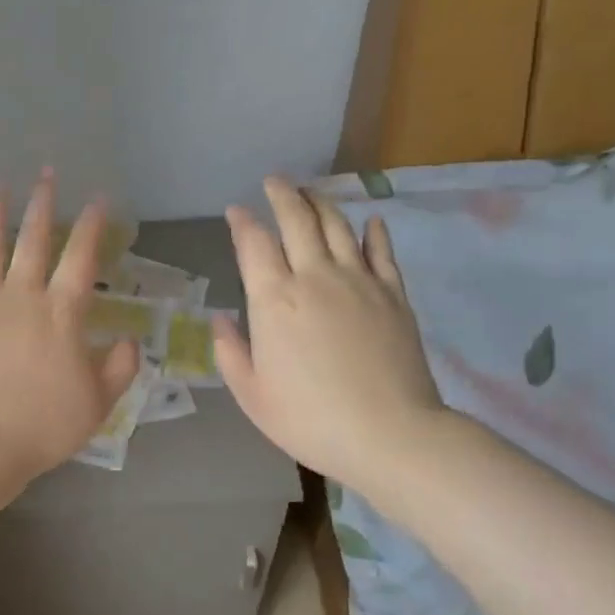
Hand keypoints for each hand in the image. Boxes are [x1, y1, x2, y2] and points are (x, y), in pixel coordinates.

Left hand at [0, 170, 140, 482]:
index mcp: (61, 312)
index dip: (92, 225)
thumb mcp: (98, 402)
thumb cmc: (44, 424)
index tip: (98, 198)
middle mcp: (22, 296)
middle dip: (42, 204)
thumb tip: (130, 342)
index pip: (82, 258)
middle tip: (45, 174)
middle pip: (34, 241)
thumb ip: (118, 368)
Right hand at [215, 176, 445, 492]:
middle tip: (274, 182)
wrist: (389, 433)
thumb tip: (221, 319)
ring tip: (310, 192)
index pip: (254, 244)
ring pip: (338, 225)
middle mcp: (315, 277)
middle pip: (297, 220)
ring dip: (321, 203)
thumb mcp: (252, 394)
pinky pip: (381, 251)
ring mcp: (359, 281)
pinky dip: (373, 231)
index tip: (236, 210)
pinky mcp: (393, 294)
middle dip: (282, 195)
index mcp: (274, 300)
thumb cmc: (309, 419)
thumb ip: (231, 352)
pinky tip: (370, 221)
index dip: (243, 222)